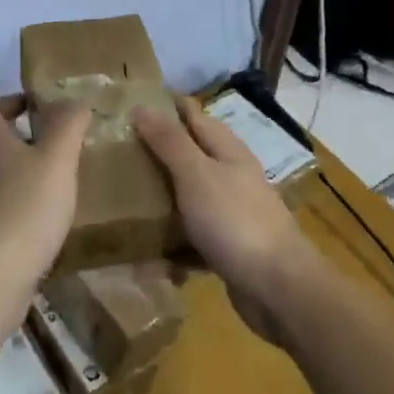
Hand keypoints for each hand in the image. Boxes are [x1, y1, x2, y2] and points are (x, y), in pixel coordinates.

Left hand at [0, 95, 90, 293]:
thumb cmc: (26, 207)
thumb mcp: (56, 158)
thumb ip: (68, 125)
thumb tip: (73, 100)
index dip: (8, 103)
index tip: (36, 107)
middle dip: (22, 138)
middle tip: (57, 143)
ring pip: (1, 177)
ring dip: (25, 173)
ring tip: (59, 179)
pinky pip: (6, 209)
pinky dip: (25, 206)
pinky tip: (51, 218)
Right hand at [134, 97, 317, 343]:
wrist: (279, 289)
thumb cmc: (235, 221)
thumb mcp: (196, 174)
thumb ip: (170, 142)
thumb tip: (141, 106)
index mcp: (227, 151)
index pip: (193, 116)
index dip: (165, 107)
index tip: (130, 104)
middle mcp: (231, 177)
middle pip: (190, 157)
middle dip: (157, 155)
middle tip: (114, 155)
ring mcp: (231, 214)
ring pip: (189, 199)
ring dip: (161, 202)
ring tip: (122, 204)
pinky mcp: (228, 248)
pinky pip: (192, 240)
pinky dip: (173, 246)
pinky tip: (147, 259)